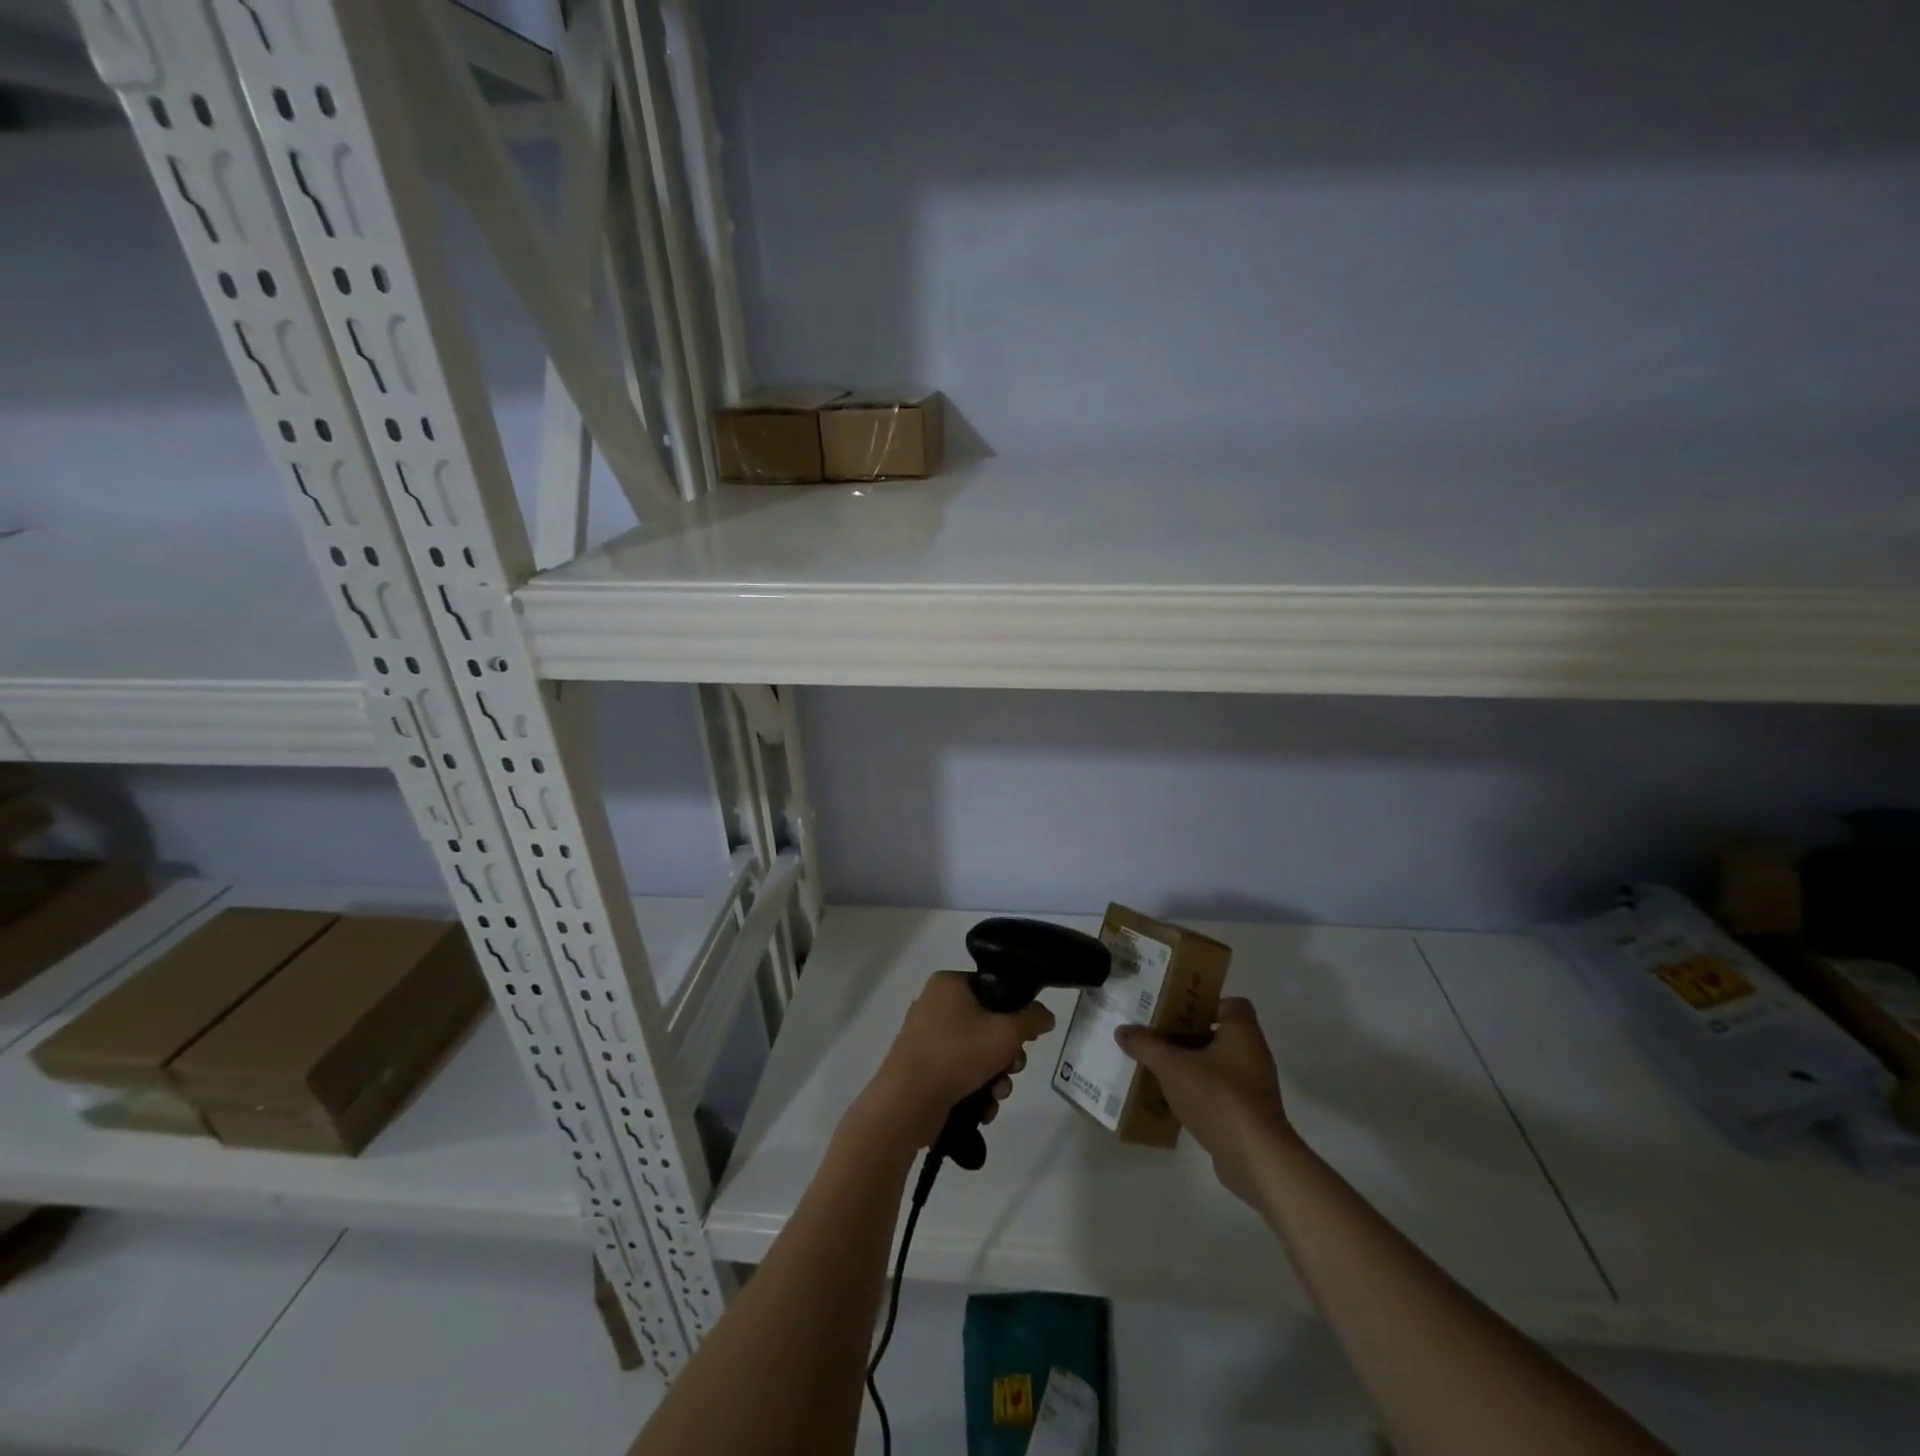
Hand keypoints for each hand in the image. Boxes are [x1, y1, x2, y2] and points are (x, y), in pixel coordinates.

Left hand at [850, 972, 1055, 1153]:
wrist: (906, 1103)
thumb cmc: (956, 1054)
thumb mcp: (1005, 1033)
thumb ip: (1032, 1019)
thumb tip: (1046, 1015)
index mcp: (948, 984)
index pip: (993, 988)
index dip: (1015, 1011)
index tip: (1027, 1034)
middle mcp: (935, 1004)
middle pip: (988, 1023)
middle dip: (1007, 1052)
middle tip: (1013, 1066)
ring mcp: (926, 1037)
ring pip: (977, 1051)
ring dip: (996, 1075)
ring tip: (998, 1092)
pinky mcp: (923, 1068)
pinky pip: (960, 1071)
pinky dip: (975, 1088)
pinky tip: (983, 1106)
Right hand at [1115, 998, 1296, 1207]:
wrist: (1256, 1158)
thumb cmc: (1218, 1097)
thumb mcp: (1172, 1067)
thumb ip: (1146, 1046)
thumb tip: (1122, 1030)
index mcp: (1242, 1031)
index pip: (1230, 1004)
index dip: (1204, 1004)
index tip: (1176, 1013)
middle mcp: (1253, 1053)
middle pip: (1218, 1033)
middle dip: (1187, 1035)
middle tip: (1157, 1037)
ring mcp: (1253, 1086)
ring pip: (1217, 1064)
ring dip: (1191, 1065)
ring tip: (1159, 1068)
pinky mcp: (1249, 1114)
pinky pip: (1220, 1092)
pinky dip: (1199, 1092)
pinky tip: (1173, 1100)